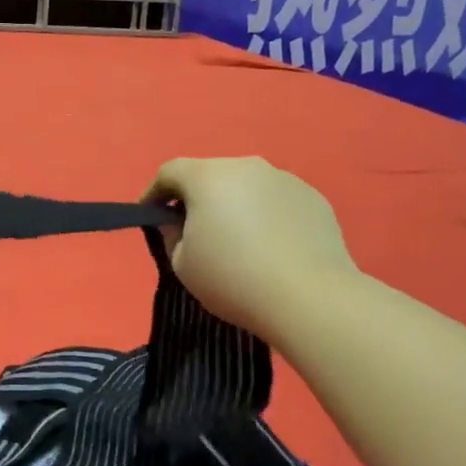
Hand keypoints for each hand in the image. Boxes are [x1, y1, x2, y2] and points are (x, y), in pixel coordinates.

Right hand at [146, 157, 358, 344]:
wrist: (310, 298)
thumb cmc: (234, 279)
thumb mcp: (182, 265)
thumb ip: (171, 236)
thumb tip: (179, 223)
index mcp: (208, 177)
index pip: (170, 171)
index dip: (154, 192)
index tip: (151, 215)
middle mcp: (247, 167)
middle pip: (211, 175)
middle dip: (198, 198)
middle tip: (195, 231)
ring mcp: (285, 179)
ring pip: (247, 186)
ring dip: (235, 205)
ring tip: (239, 242)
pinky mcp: (313, 198)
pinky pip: (277, 201)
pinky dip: (267, 216)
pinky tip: (272, 248)